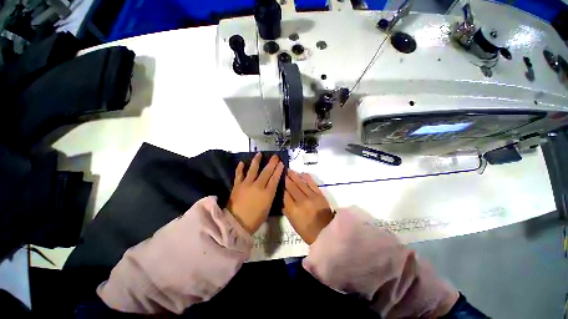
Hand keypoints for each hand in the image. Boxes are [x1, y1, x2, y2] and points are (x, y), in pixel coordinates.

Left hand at [227, 153, 283, 233]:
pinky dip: (240, 168)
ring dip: (257, 161)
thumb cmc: (255, 219)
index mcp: (267, 193)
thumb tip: (271, 186)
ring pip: (253, 169)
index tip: (281, 163)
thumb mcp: (267, 208)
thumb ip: (270, 195)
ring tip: (259, 154)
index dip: (278, 170)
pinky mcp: (237, 185)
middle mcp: (258, 186)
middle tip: (275, 156)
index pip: (275, 178)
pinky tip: (242, 162)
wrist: (236, 224)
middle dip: (272, 163)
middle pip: (266, 171)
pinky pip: (239, 174)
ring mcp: (247, 184)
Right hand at [284, 170, 333, 244]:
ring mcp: (311, 196)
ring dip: (294, 175)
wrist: (327, 232)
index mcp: (293, 210)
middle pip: (291, 186)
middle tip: (282, 172)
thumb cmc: (308, 231)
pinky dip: (306, 177)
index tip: (278, 181)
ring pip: (300, 183)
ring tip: (289, 170)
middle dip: (286, 179)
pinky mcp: (319, 194)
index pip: (285, 195)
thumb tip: (281, 200)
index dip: (281, 187)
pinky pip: (312, 183)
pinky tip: (301, 173)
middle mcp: (301, 201)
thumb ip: (286, 210)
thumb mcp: (293, 223)